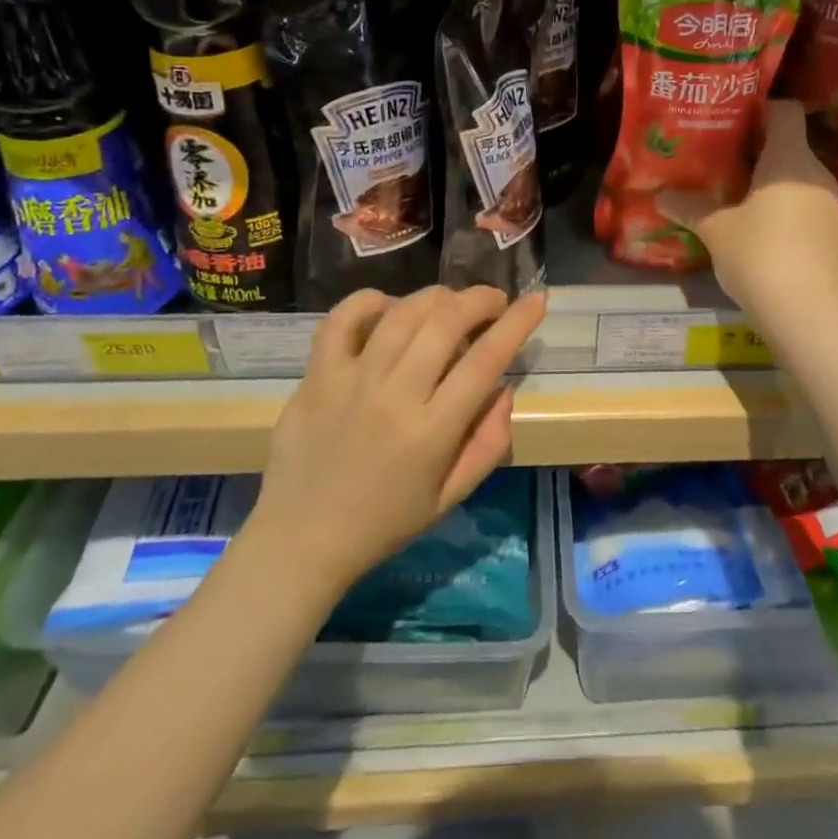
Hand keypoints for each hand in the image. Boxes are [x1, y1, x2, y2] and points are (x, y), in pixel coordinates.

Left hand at [244, 286, 546, 599]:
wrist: (301, 541)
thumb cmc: (384, 523)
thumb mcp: (450, 497)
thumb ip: (488, 443)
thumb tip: (505, 388)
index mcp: (432, 432)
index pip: (486, 360)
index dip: (517, 323)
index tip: (536, 300)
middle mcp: (395, 396)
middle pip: (446, 322)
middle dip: (479, 299)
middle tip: (493, 300)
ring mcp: (351, 381)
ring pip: (402, 313)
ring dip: (436, 297)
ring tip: (450, 302)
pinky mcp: (317, 376)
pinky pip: (341, 320)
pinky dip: (369, 301)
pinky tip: (389, 306)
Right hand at [657, 101, 837, 323]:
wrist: (813, 318)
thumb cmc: (760, 256)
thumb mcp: (716, 231)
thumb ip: (690, 208)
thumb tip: (661, 196)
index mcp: (790, 160)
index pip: (785, 112)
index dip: (761, 109)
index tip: (731, 120)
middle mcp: (817, 176)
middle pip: (789, 148)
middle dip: (757, 154)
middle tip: (721, 164)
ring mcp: (832, 209)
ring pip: (798, 183)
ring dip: (770, 188)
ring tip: (736, 201)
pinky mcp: (837, 240)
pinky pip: (806, 212)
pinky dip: (785, 215)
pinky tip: (760, 237)